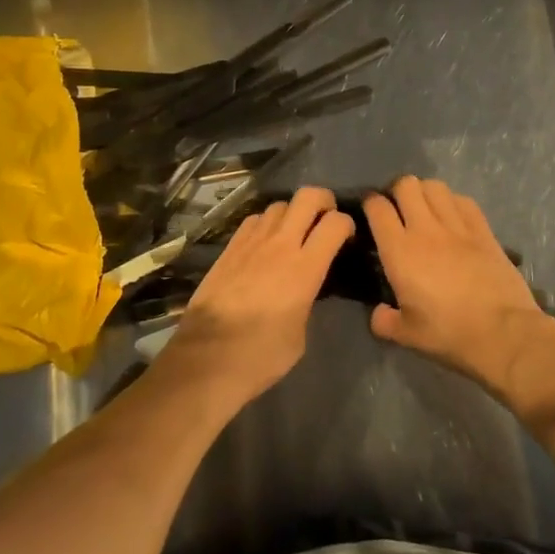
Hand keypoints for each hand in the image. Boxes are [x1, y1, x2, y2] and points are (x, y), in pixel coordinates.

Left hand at [156, 186, 353, 408]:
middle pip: (308, 197)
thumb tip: (304, 290)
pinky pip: (254, 219)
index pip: (336, 223)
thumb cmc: (261, 355)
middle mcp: (280, 244)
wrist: (207, 356)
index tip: (347, 238)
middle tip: (326, 219)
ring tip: (294, 233)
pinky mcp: (229, 247)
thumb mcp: (300, 334)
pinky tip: (265, 243)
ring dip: (292, 213)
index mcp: (305, 268)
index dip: (348, 224)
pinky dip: (266, 223)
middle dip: (324, 201)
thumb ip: (307, 299)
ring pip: (279, 204)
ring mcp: (252, 241)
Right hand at [364, 177, 554, 395]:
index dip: (370, 204)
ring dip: (425, 193)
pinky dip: (454, 202)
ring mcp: (457, 227)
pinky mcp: (484, 231)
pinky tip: (454, 218)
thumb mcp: (407, 336)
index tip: (371, 213)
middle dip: (397, 192)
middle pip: (406, 185)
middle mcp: (425, 229)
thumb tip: (378, 313)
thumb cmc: (450, 334)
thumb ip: (384, 322)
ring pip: (435, 187)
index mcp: (399, 251)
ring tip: (425, 210)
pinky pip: (464, 201)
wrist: (504, 334)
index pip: (377, 208)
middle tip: (398, 210)